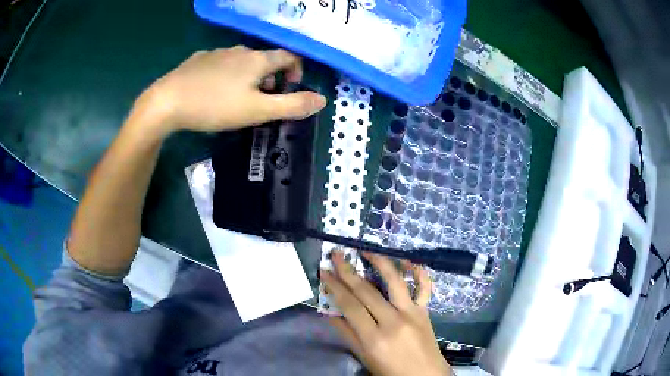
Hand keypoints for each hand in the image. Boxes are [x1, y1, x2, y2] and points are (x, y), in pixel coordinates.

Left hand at [139, 46, 326, 133]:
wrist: (168, 102)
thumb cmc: (215, 106)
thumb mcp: (258, 111)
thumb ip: (292, 105)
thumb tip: (322, 100)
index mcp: (257, 60)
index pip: (288, 56)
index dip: (296, 70)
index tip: (291, 88)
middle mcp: (239, 50)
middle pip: (264, 59)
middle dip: (271, 77)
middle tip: (263, 100)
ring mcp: (216, 53)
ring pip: (241, 61)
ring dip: (248, 76)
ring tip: (238, 98)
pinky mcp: (198, 60)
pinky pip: (220, 64)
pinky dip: (226, 74)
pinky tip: (214, 91)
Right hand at [322, 251, 450, 375]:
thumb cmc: (391, 371)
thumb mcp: (365, 358)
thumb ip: (347, 335)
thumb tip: (329, 314)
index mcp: (374, 338)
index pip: (350, 306)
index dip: (335, 287)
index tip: (324, 272)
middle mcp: (393, 322)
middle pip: (366, 292)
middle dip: (348, 271)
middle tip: (336, 255)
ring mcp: (412, 313)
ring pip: (395, 282)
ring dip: (379, 262)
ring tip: (366, 249)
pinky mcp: (425, 311)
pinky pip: (424, 287)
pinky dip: (418, 271)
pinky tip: (407, 260)